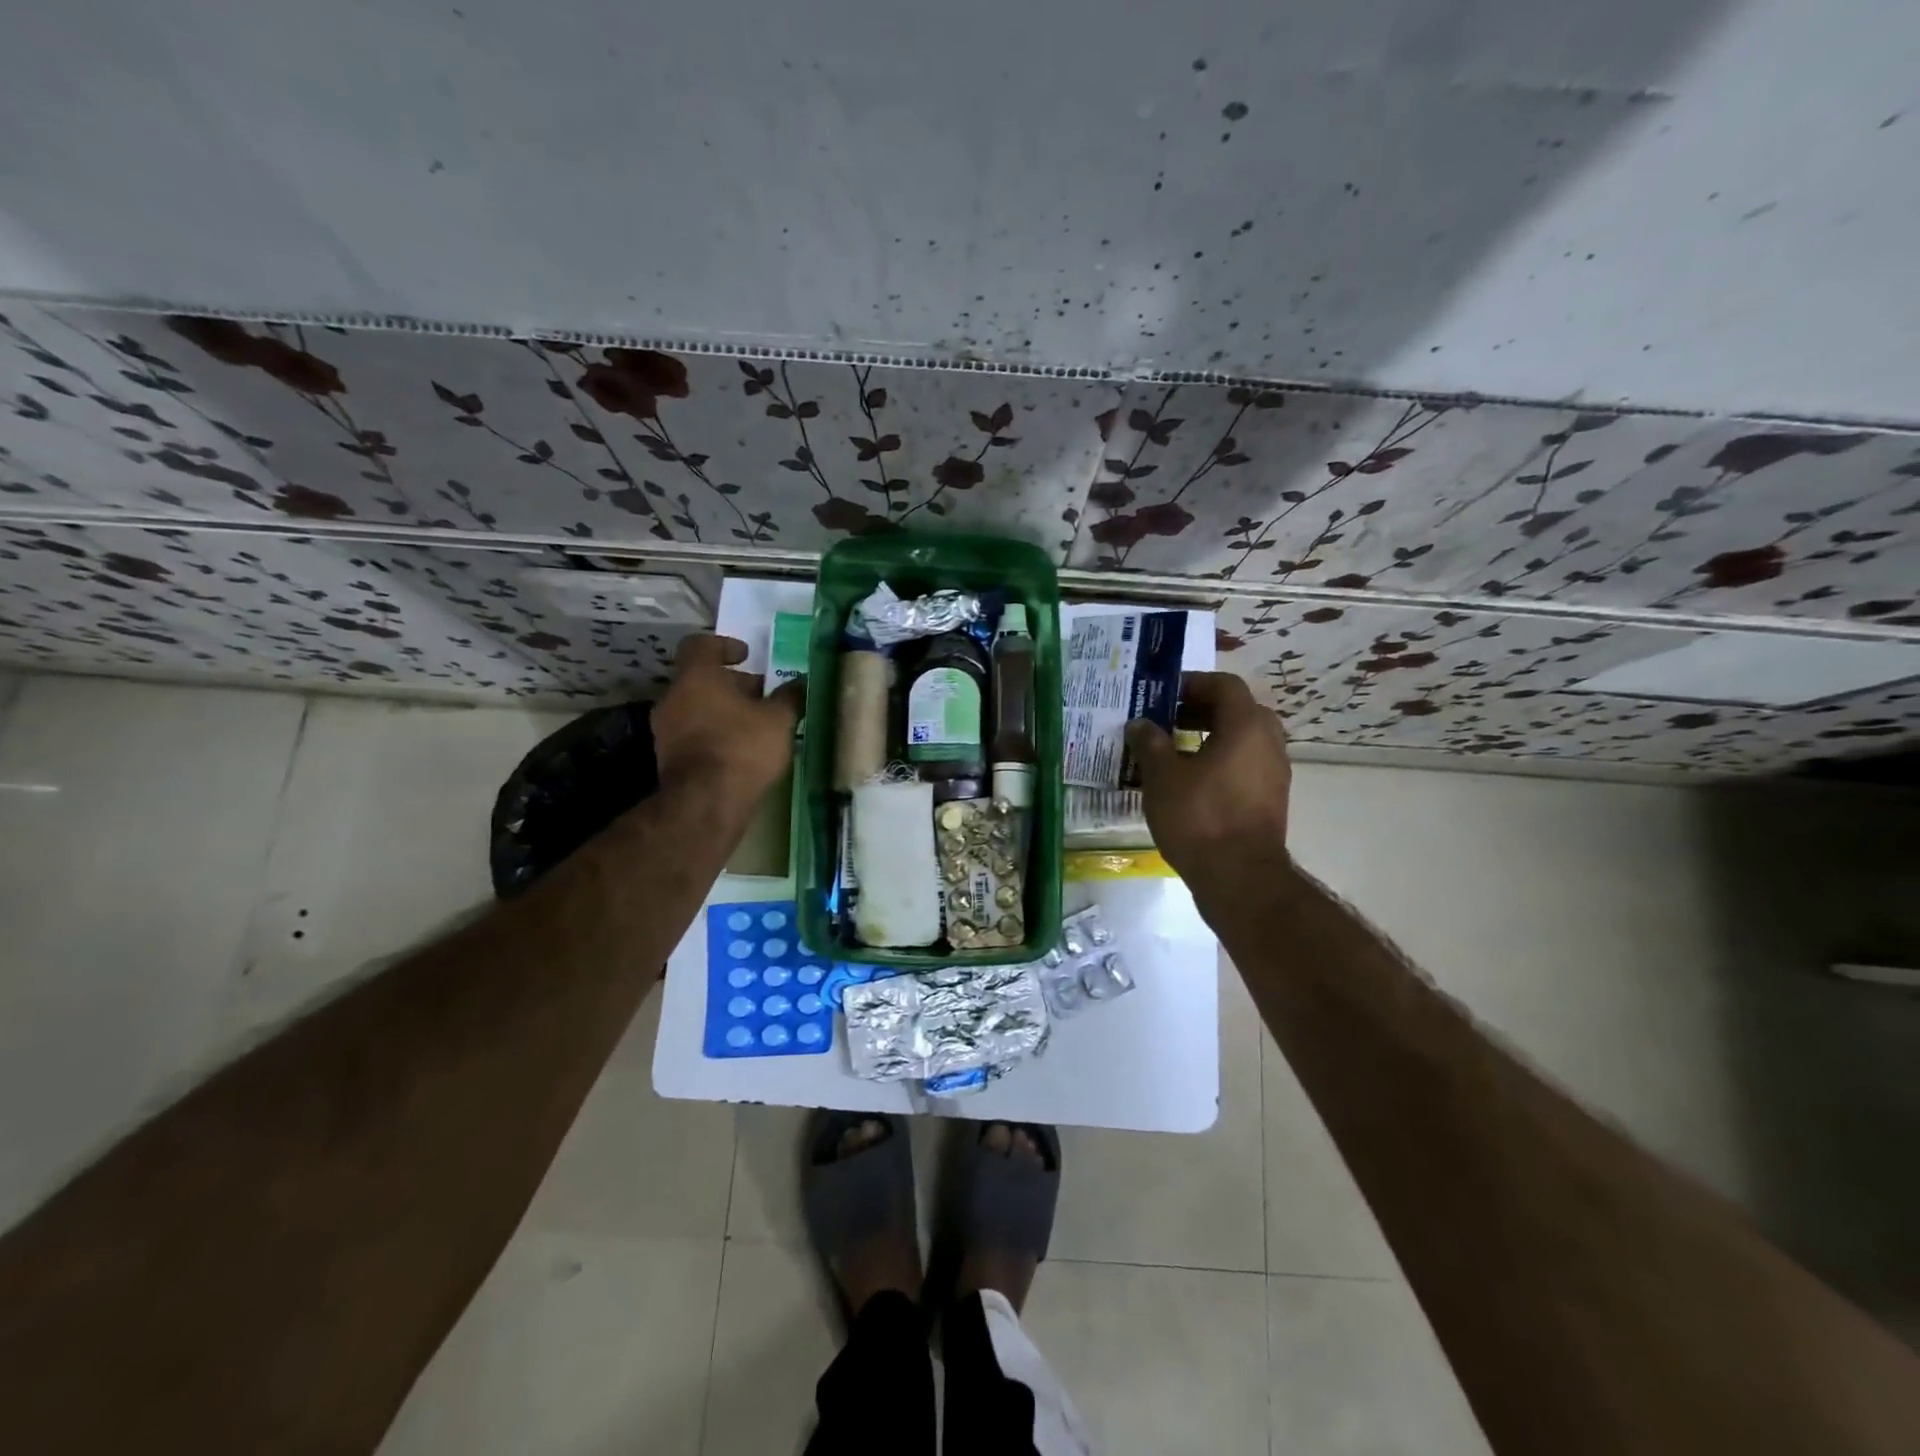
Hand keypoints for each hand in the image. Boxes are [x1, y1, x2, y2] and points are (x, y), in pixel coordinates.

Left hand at [652, 633, 802, 804]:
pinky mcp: (668, 758)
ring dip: (722, 711)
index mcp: (697, 677)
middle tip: (761, 695)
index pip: (701, 645)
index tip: (746, 655)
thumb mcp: (779, 720)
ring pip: (696, 708)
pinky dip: (714, 733)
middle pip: (700, 679)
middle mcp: (674, 697)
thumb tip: (800, 682)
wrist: (706, 803)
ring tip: (755, 724)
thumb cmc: (742, 747)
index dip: (725, 646)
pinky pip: (693, 734)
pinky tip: (740, 749)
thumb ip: (789, 697)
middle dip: (731, 684)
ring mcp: (666, 729)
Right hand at [1126, 671, 1291, 877]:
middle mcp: (1268, 743)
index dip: (1192, 683)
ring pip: (1242, 741)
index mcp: (1245, 726)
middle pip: (1237, 711)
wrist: (1239, 878)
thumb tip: (1140, 724)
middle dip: (1200, 711)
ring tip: (1172, 753)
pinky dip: (1220, 763)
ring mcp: (1274, 773)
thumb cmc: (1199, 817)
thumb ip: (1150, 743)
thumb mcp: (1162, 777)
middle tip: (1167, 721)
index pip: (1224, 685)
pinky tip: (1189, 783)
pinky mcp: (1270, 800)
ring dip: (1210, 738)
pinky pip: (1245, 766)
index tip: (1163, 695)